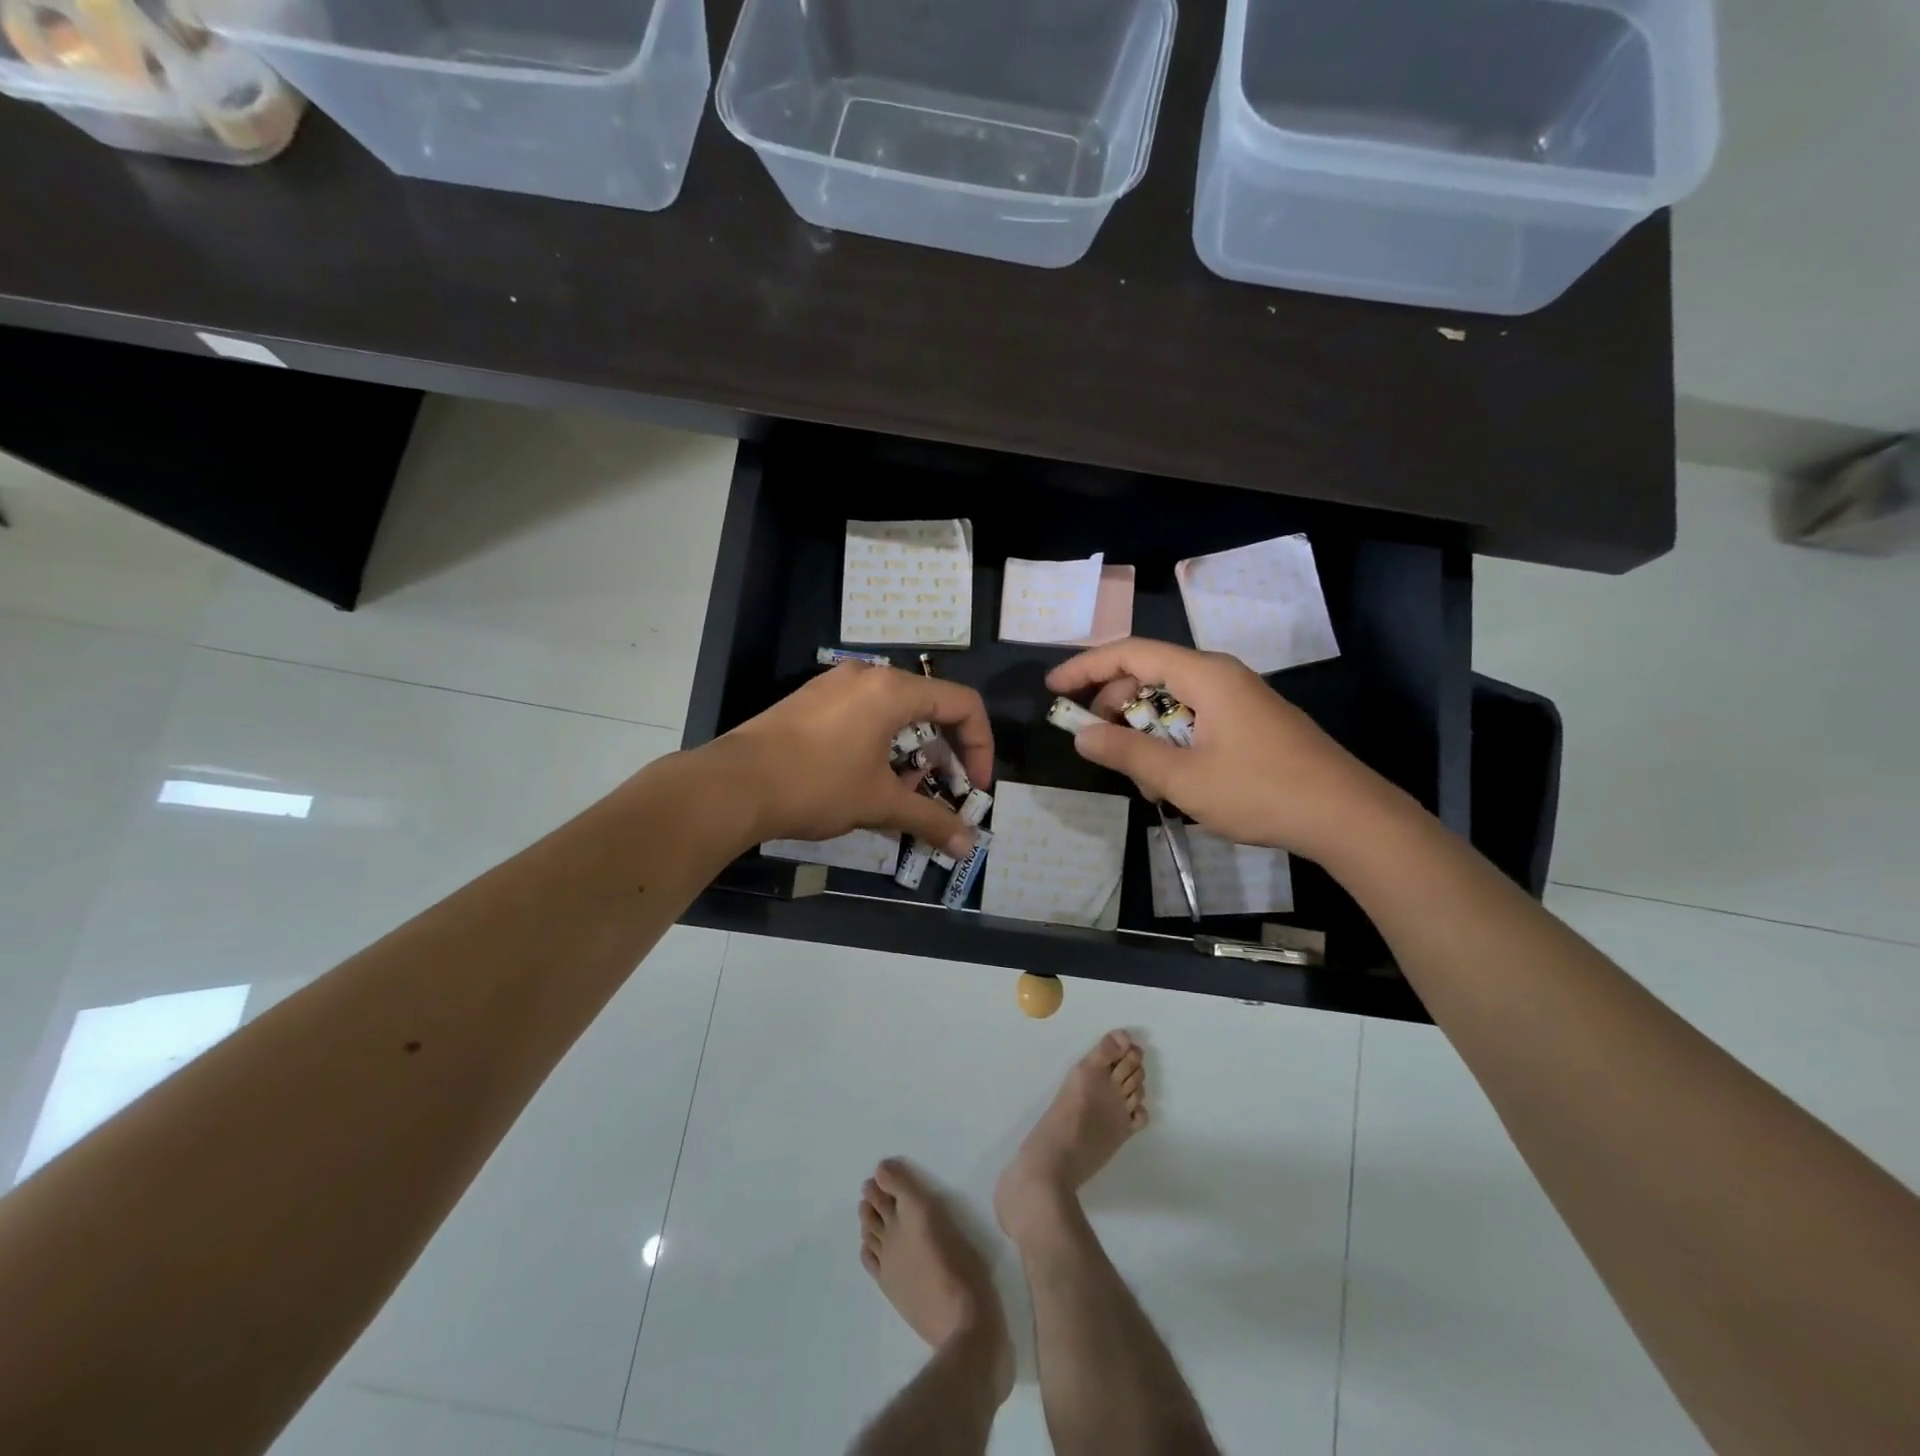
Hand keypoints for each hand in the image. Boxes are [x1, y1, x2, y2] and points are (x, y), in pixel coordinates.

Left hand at [713, 663, 993, 856]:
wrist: (733, 785)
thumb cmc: (817, 785)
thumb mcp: (880, 803)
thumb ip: (930, 820)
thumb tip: (967, 847)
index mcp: (892, 690)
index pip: (962, 704)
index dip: (980, 746)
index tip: (975, 787)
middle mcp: (867, 676)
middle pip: (929, 705)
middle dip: (945, 752)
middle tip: (942, 791)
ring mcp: (834, 684)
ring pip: (894, 712)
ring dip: (912, 751)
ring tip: (903, 791)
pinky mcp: (810, 700)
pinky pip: (863, 714)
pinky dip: (880, 743)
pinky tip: (866, 779)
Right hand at [1046, 638, 1385, 857]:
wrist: (1348, 817)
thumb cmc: (1261, 792)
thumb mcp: (1183, 778)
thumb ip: (1127, 753)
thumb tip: (1081, 735)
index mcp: (1204, 675)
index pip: (1130, 652)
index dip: (1085, 666)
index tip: (1053, 688)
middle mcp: (1220, 675)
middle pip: (1150, 673)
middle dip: (1115, 705)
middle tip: (1095, 742)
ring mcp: (1239, 698)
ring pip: (1172, 700)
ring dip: (1145, 731)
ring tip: (1142, 778)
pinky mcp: (1250, 722)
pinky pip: (1195, 718)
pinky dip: (1171, 741)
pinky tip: (1173, 780)